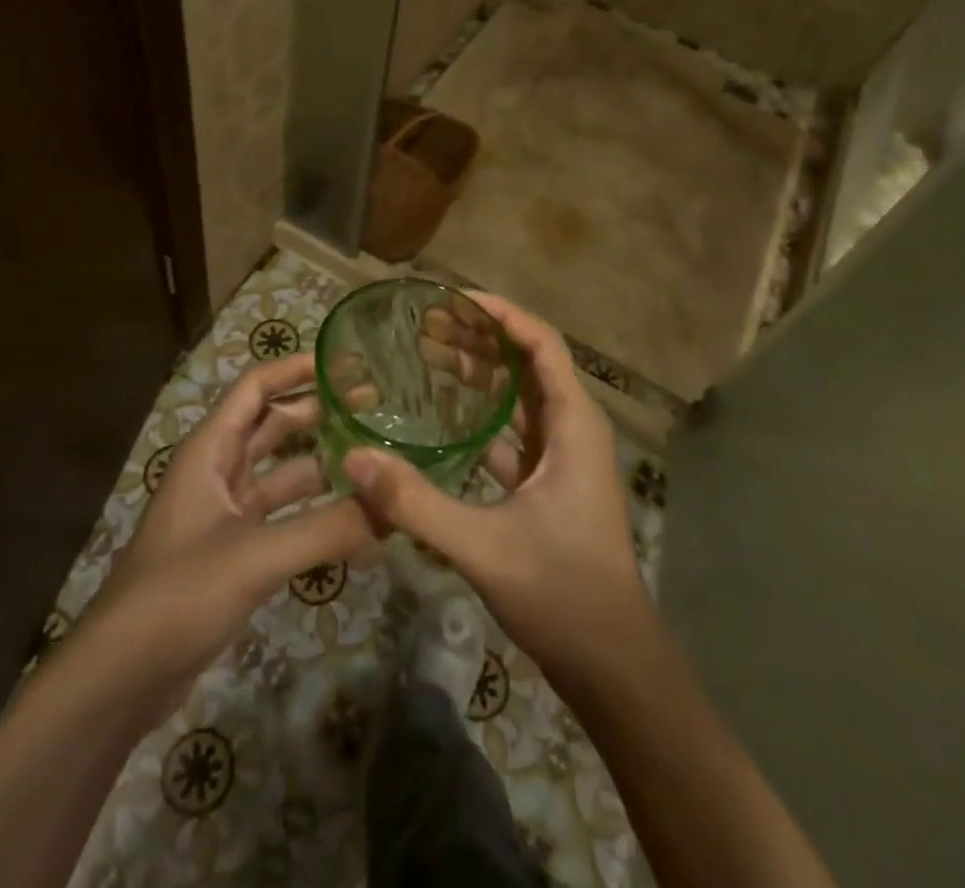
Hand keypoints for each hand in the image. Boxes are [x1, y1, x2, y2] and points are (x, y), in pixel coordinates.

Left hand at [88, 353, 373, 708]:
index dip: (297, 369)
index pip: (256, 388)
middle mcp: (217, 472)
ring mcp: (224, 515)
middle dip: (320, 413)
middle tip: (375, 409)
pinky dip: (315, 512)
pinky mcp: (233, 554)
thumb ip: (327, 529)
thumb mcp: (255, 556)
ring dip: (322, 464)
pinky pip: (282, 517)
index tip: (347, 364)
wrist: (118, 680)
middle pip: (273, 426)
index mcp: (210, 451)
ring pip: (281, 474)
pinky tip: (353, 520)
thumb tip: (395, 507)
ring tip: (374, 460)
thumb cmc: (178, 595)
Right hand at [343, 294, 649, 689]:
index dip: (500, 314)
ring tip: (428, 352)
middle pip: (527, 362)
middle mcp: (572, 428)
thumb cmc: (562, 592)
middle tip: (425, 323)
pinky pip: (512, 430)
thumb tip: (353, 459)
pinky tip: (442, 415)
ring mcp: (561, 457)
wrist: (611, 664)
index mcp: (573, 424)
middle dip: (480, 337)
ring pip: (520, 396)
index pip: (541, 343)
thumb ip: (417, 503)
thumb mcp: (483, 545)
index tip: (452, 299)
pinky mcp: (547, 483)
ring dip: (480, 372)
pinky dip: (481, 414)